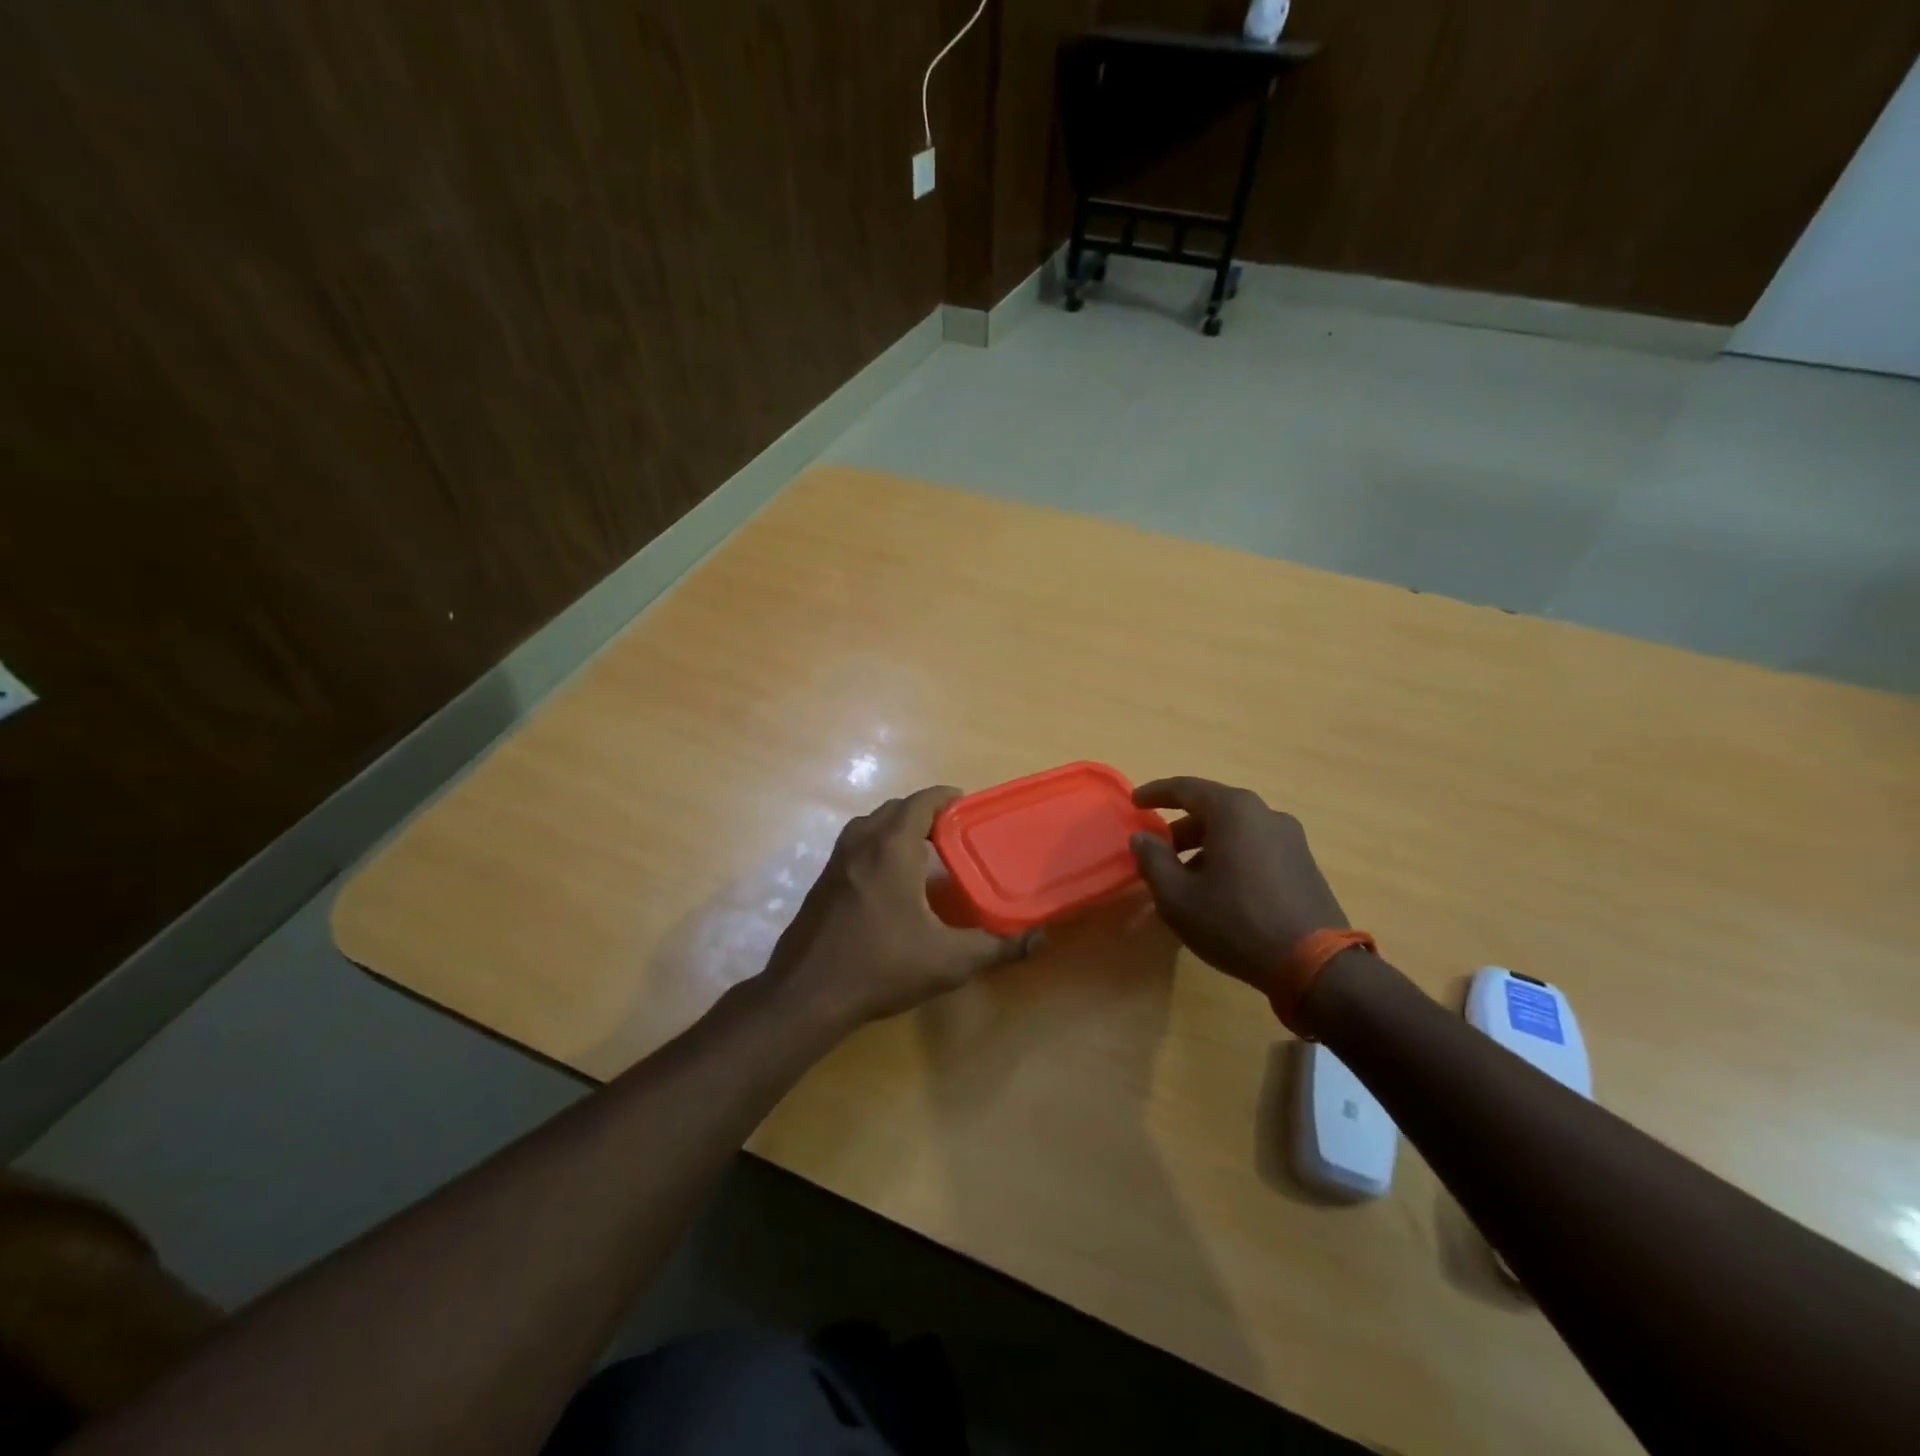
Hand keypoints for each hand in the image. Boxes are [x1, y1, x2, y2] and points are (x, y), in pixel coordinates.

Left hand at [766, 786, 1040, 1029]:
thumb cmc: (882, 966)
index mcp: (892, 848)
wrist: (806, 994)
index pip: (921, 802)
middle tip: (952, 834)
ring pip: (870, 826)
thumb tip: (1039, 939)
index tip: (967, 806)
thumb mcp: (949, 960)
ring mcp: (835, 861)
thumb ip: (996, 947)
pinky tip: (891, 884)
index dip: (945, 798)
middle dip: (923, 813)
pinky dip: (876, 847)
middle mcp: (861, 843)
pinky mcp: (821, 882)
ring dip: (897, 829)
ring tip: (923, 854)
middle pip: (895, 809)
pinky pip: (855, 847)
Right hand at [1127, 776, 1348, 995]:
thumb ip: (1153, 860)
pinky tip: (1221, 889)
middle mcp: (1265, 814)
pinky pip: (1256, 847)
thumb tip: (1142, 837)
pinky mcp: (1305, 864)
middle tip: (1159, 849)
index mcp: (1233, 811)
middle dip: (1182, 826)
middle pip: (1214, 808)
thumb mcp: (1177, 897)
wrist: (1315, 964)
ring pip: (1236, 830)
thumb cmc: (1235, 922)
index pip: (1186, 788)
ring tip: (1187, 877)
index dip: (1156, 793)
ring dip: (1207, 845)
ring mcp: (1291, 839)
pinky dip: (1231, 856)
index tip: (1135, 802)